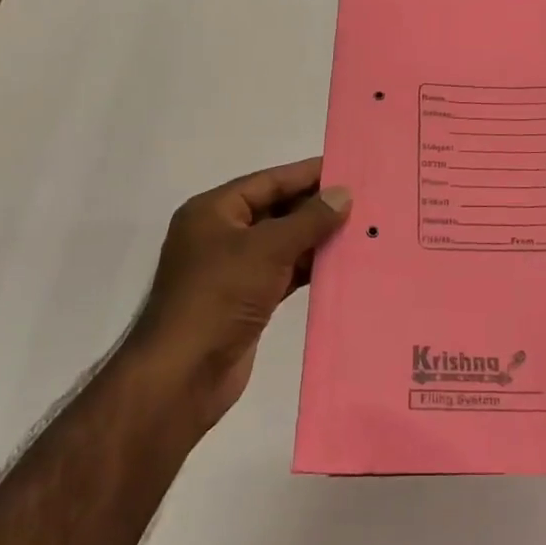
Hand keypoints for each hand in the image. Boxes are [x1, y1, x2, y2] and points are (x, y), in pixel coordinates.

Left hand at [130, 157, 350, 432]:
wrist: (182, 376)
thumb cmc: (219, 296)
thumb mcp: (267, 249)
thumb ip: (308, 219)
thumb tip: (343, 193)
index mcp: (213, 211)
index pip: (268, 181)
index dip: (307, 174)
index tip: (347, 168)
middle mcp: (221, 235)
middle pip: (276, 210)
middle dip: (316, 206)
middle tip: (363, 198)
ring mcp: (232, 270)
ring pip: (282, 243)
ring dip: (317, 238)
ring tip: (361, 228)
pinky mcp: (246, 300)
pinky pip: (284, 272)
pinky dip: (309, 267)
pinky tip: (341, 263)